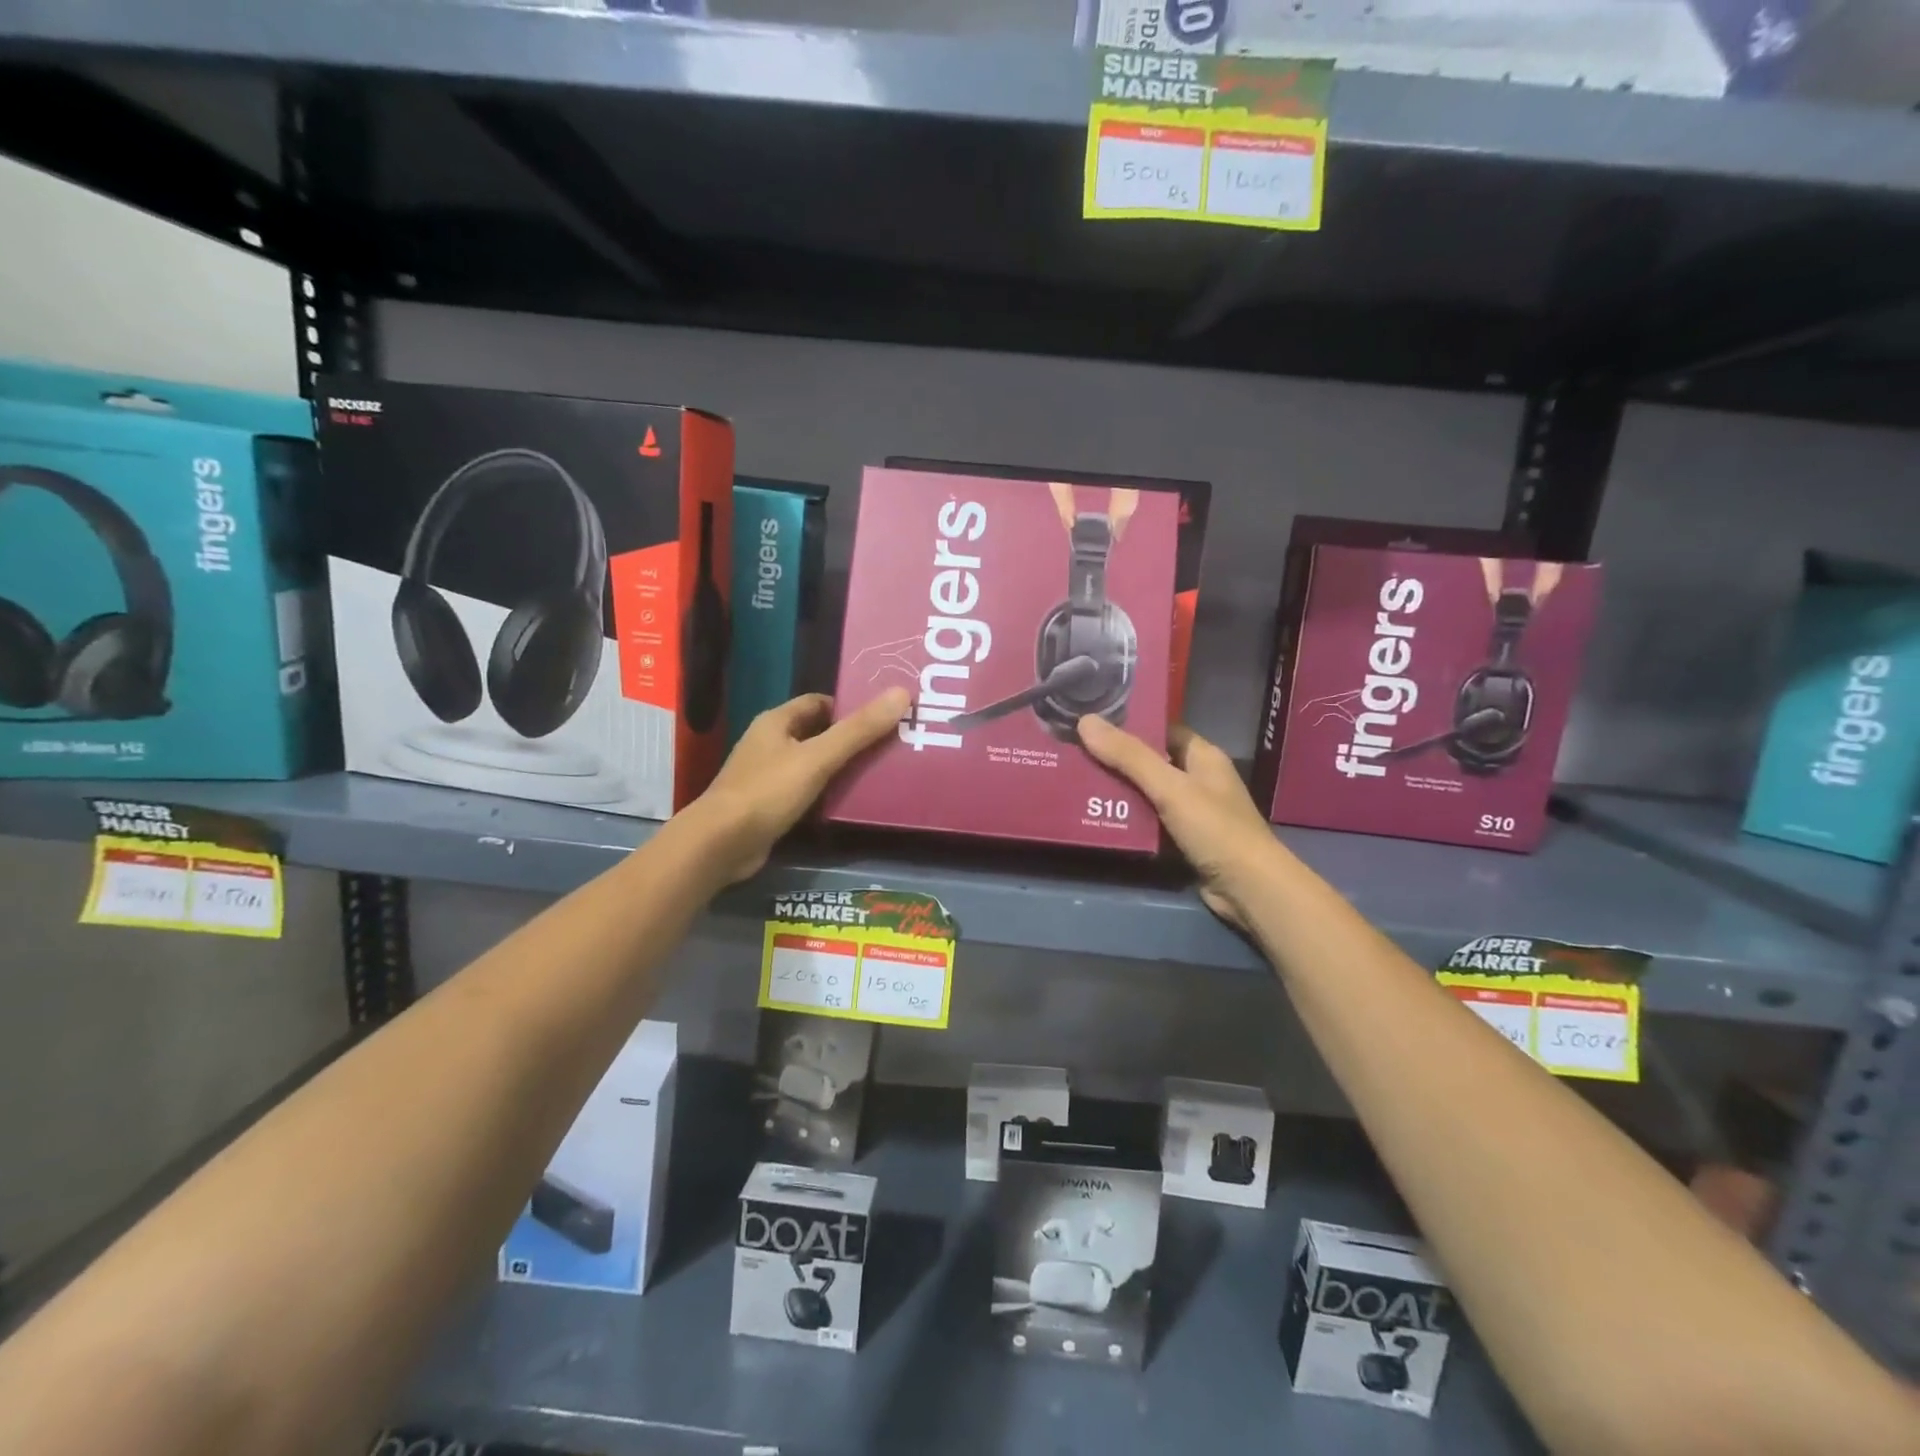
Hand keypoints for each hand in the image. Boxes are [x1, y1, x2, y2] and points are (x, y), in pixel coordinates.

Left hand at [689, 690, 909, 882]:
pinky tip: (850, 802)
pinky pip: (805, 791)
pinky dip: (826, 793)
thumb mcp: (818, 758)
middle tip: (890, 745)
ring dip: (840, 767)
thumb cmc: (767, 792)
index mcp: (776, 722)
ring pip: (812, 763)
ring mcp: (767, 776)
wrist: (721, 845)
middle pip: (817, 733)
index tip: (883, 716)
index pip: (819, 703)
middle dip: (850, 738)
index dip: (850, 706)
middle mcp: (769, 744)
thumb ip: (858, 730)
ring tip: (880, 772)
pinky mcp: (769, 806)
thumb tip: (901, 693)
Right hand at [1077, 717, 1276, 930]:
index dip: (1130, 725)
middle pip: (1151, 762)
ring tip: (1075, 781)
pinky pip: (1149, 822)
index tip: (1092, 723)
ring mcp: (1192, 812)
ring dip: (1117, 791)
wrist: (1249, 889)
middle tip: (1074, 752)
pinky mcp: (1183, 840)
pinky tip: (1096, 817)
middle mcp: (1198, 779)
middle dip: (1116, 760)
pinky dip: (1126, 819)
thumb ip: (1129, 756)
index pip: (1163, 730)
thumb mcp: (1170, 788)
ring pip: (1146, 794)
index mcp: (1203, 756)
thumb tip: (1085, 720)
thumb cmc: (1215, 829)